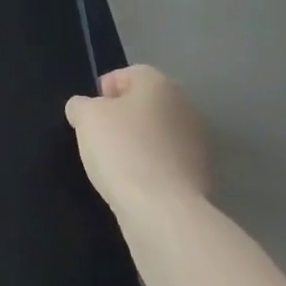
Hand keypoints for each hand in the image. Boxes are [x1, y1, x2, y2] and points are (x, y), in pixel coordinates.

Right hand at [65, 65, 209, 219]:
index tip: (89, 114)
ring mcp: (199, 142)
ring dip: (141, 144)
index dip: (104, 91)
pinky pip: (170, 163)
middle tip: (100, 138)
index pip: (127, 74)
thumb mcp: (86, 119)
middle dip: (124, 117)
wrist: (164, 211)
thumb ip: (81, 106)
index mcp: (159, 83)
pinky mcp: (204, 176)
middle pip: (146, 104)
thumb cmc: (122, 150)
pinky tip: (137, 185)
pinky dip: (154, 169)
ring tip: (117, 166)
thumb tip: (84, 108)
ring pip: (159, 134)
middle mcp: (185, 105)